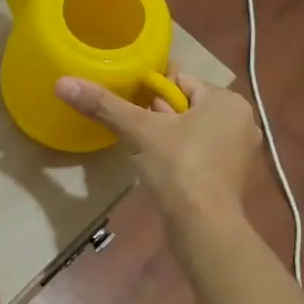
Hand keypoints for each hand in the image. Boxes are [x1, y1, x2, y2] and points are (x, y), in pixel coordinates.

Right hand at [55, 70, 260, 222]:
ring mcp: (238, 150)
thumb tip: (63, 83)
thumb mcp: (138, 131)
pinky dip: (180, 154)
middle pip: (187, 104)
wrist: (203, 225)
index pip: (181, 79)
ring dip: (168, 134)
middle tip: (131, 125)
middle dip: (158, 112)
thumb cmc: (178, 167)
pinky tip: (159, 166)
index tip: (127, 101)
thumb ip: (104, 105)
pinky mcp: (230, 176)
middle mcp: (240, 120)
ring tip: (140, 145)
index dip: (151, 88)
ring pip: (193, 129)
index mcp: (226, 100)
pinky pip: (200, 152)